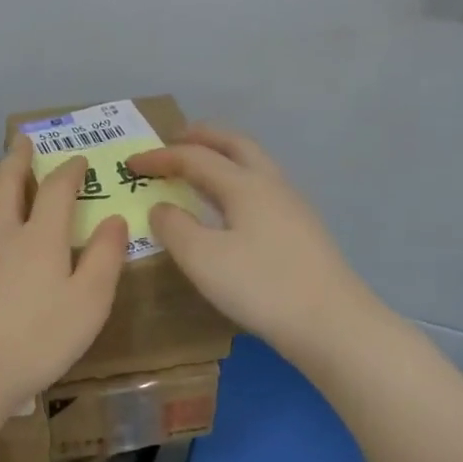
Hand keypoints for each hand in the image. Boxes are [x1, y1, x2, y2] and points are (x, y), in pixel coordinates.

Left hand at [0, 136, 127, 416]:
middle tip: (22, 140)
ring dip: (2, 201)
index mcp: (39, 237)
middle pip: (6, 185)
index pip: (56, 189)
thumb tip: (115, 220)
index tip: (78, 159)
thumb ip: (104, 258)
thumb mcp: (89, 303)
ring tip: (12, 204)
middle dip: (17, 158)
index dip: (70, 170)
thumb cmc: (38, 339)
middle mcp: (1, 236)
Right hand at [123, 125, 377, 359]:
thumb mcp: (202, 259)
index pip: (195, 157)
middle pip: (235, 145)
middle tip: (175, 139)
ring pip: (254, 165)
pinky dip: (236, 182)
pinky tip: (230, 209)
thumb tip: (161, 208)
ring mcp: (292, 207)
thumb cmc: (261, 286)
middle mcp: (271, 185)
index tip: (130, 163)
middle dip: (202, 137)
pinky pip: (261, 189)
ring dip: (223, 157)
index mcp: (245, 185)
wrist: (333, 324)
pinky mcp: (302, 231)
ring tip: (199, 169)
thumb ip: (174, 228)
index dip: (160, 157)